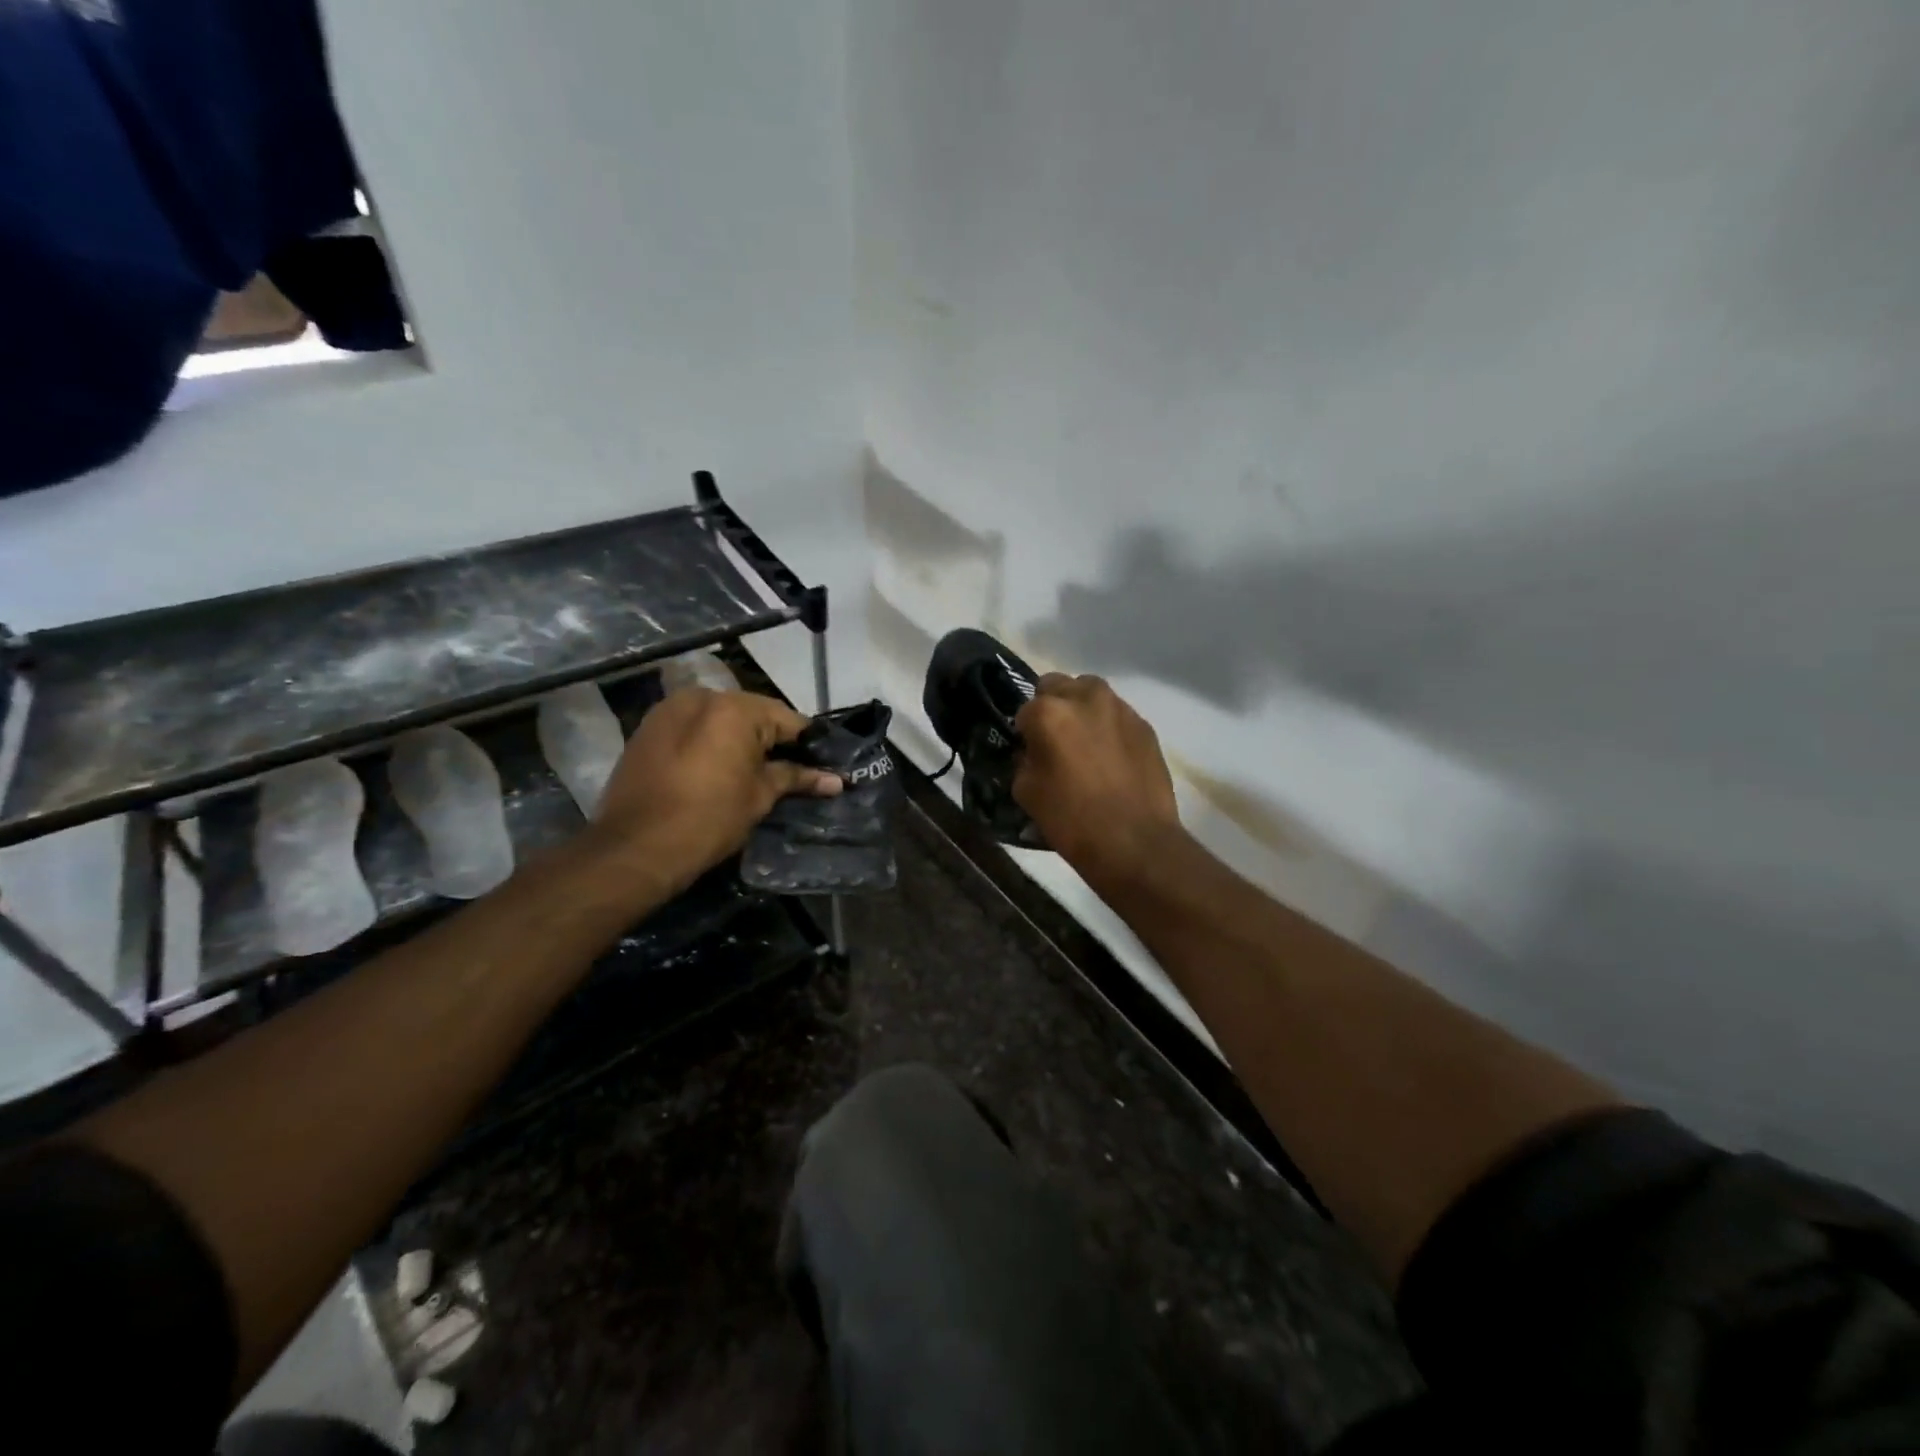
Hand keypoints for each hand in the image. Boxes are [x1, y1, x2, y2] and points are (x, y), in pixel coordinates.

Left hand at [591, 688, 840, 886]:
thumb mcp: (760, 797)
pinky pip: (693, 727)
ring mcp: (670, 709)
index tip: (824, 764)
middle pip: (752, 714)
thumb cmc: (709, 819)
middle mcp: (702, 697)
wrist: (635, 847)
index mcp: (735, 708)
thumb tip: (836, 780)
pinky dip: (709, 742)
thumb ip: (796, 778)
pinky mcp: (648, 728)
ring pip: (720, 719)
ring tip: (753, 771)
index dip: (809, 744)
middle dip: (772, 740)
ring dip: (739, 739)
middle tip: (791, 771)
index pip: (788, 719)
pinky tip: (717, 769)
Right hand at [1013, 674, 1181, 886]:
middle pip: (1058, 686)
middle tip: (1056, 740)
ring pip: (1091, 694)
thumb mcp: (1026, 792)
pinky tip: (1111, 759)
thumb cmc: (1072, 819)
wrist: (1135, 842)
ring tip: (1086, 745)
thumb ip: (1024, 760)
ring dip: (1083, 711)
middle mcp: (1085, 698)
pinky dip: (1109, 728)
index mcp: (1049, 712)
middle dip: (1053, 707)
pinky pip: (1117, 716)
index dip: (1024, 732)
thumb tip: (1032, 752)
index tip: (1029, 752)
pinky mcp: (1145, 726)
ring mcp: (1120, 709)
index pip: (1024, 710)